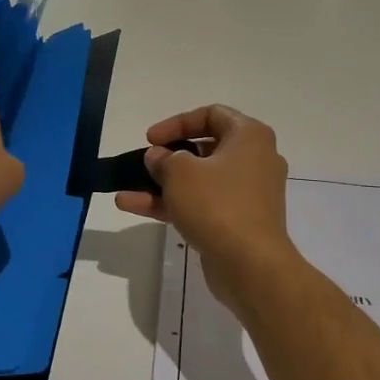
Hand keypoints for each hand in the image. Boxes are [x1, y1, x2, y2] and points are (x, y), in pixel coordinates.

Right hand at [116, 105, 298, 301]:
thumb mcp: (180, 172)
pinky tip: (134, 207)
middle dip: (168, 156)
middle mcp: (254, 160)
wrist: (250, 264)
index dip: (177, 123)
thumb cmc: (217, 204)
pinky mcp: (237, 221)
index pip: (211, 115)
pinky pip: (202, 204)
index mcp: (249, 137)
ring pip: (199, 181)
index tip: (150, 139)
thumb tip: (158, 157)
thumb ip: (163, 158)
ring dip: (162, 184)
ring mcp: (247, 194)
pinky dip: (172, 204)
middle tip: (145, 163)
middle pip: (205, 149)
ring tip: (125, 190)